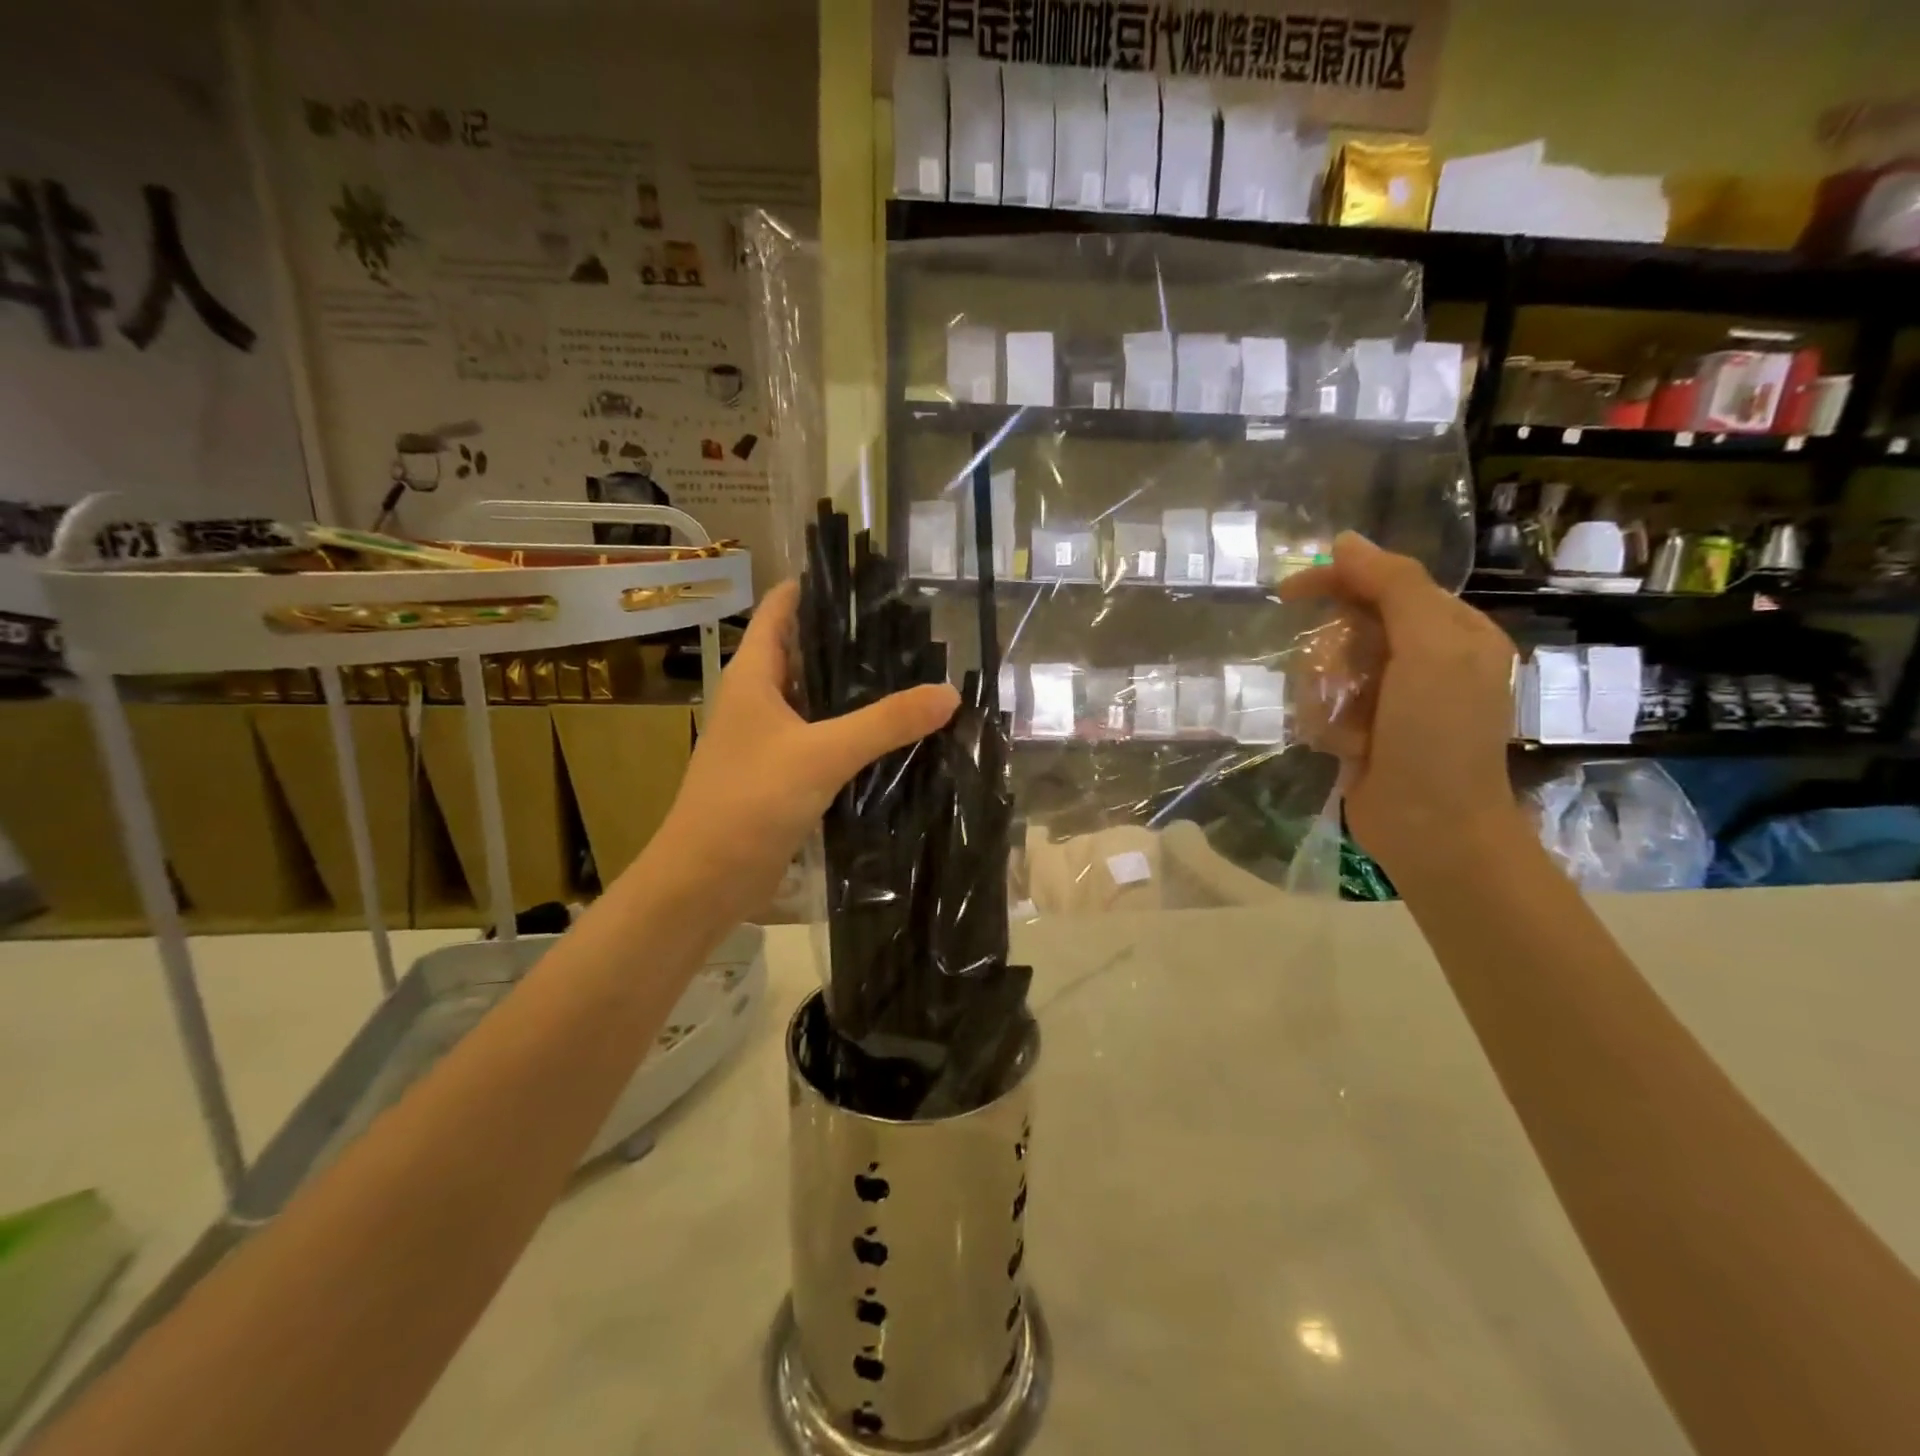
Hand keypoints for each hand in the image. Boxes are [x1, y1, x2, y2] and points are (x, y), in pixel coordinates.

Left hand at [638, 580, 958, 926]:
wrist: (705, 880)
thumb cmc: (750, 801)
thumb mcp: (822, 754)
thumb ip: (885, 723)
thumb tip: (948, 693)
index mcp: (754, 675)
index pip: (783, 608)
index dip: (820, 587)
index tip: (871, 579)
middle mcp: (759, 698)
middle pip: (807, 651)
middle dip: (852, 639)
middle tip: (912, 631)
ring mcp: (770, 738)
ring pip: (819, 699)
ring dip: (856, 689)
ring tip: (914, 674)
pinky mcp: (783, 774)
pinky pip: (823, 739)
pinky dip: (853, 732)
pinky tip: (893, 734)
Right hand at [1280, 533, 1522, 882]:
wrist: (1432, 828)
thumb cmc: (1438, 734)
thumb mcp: (1428, 648)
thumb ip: (1394, 587)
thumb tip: (1345, 541)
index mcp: (1452, 631)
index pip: (1385, 583)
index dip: (1338, 580)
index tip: (1289, 590)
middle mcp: (1423, 659)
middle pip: (1350, 628)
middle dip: (1335, 656)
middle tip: (1342, 685)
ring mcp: (1391, 698)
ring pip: (1328, 669)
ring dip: (1327, 697)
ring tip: (1349, 730)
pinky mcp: (1364, 731)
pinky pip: (1323, 706)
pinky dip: (1326, 725)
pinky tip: (1345, 750)